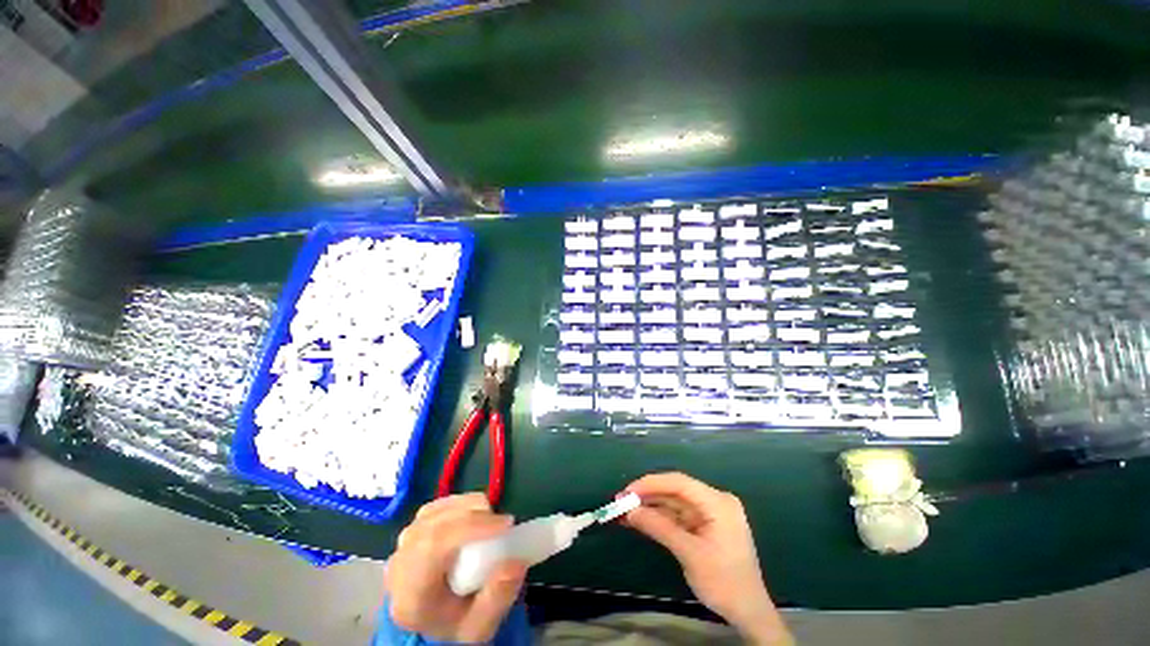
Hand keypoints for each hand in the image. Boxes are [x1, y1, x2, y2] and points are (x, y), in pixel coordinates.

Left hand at [385, 493, 525, 642]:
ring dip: (468, 507)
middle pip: (434, 525)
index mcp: (410, 595)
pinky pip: (436, 507)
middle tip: (503, 523)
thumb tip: (516, 561)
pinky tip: (475, 514)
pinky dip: (459, 504)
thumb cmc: (457, 623)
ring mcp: (403, 544)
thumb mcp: (481, 626)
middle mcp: (400, 564)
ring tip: (490, 521)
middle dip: (474, 515)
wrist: (434, 621)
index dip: (472, 526)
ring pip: (435, 511)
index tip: (506, 524)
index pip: (434, 546)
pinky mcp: (413, 529)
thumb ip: (498, 598)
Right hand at [624, 473, 790, 644]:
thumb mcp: (690, 554)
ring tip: (624, 512)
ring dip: (650, 507)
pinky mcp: (704, 525)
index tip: (627, 492)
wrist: (749, 613)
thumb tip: (629, 511)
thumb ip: (659, 527)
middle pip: (675, 491)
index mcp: (717, 502)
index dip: (650, 483)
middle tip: (621, 501)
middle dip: (648, 496)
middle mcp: (714, 501)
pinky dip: (659, 518)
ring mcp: (710, 513)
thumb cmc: (725, 583)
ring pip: (673, 503)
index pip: (679, 482)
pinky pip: (677, 516)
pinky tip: (640, 520)